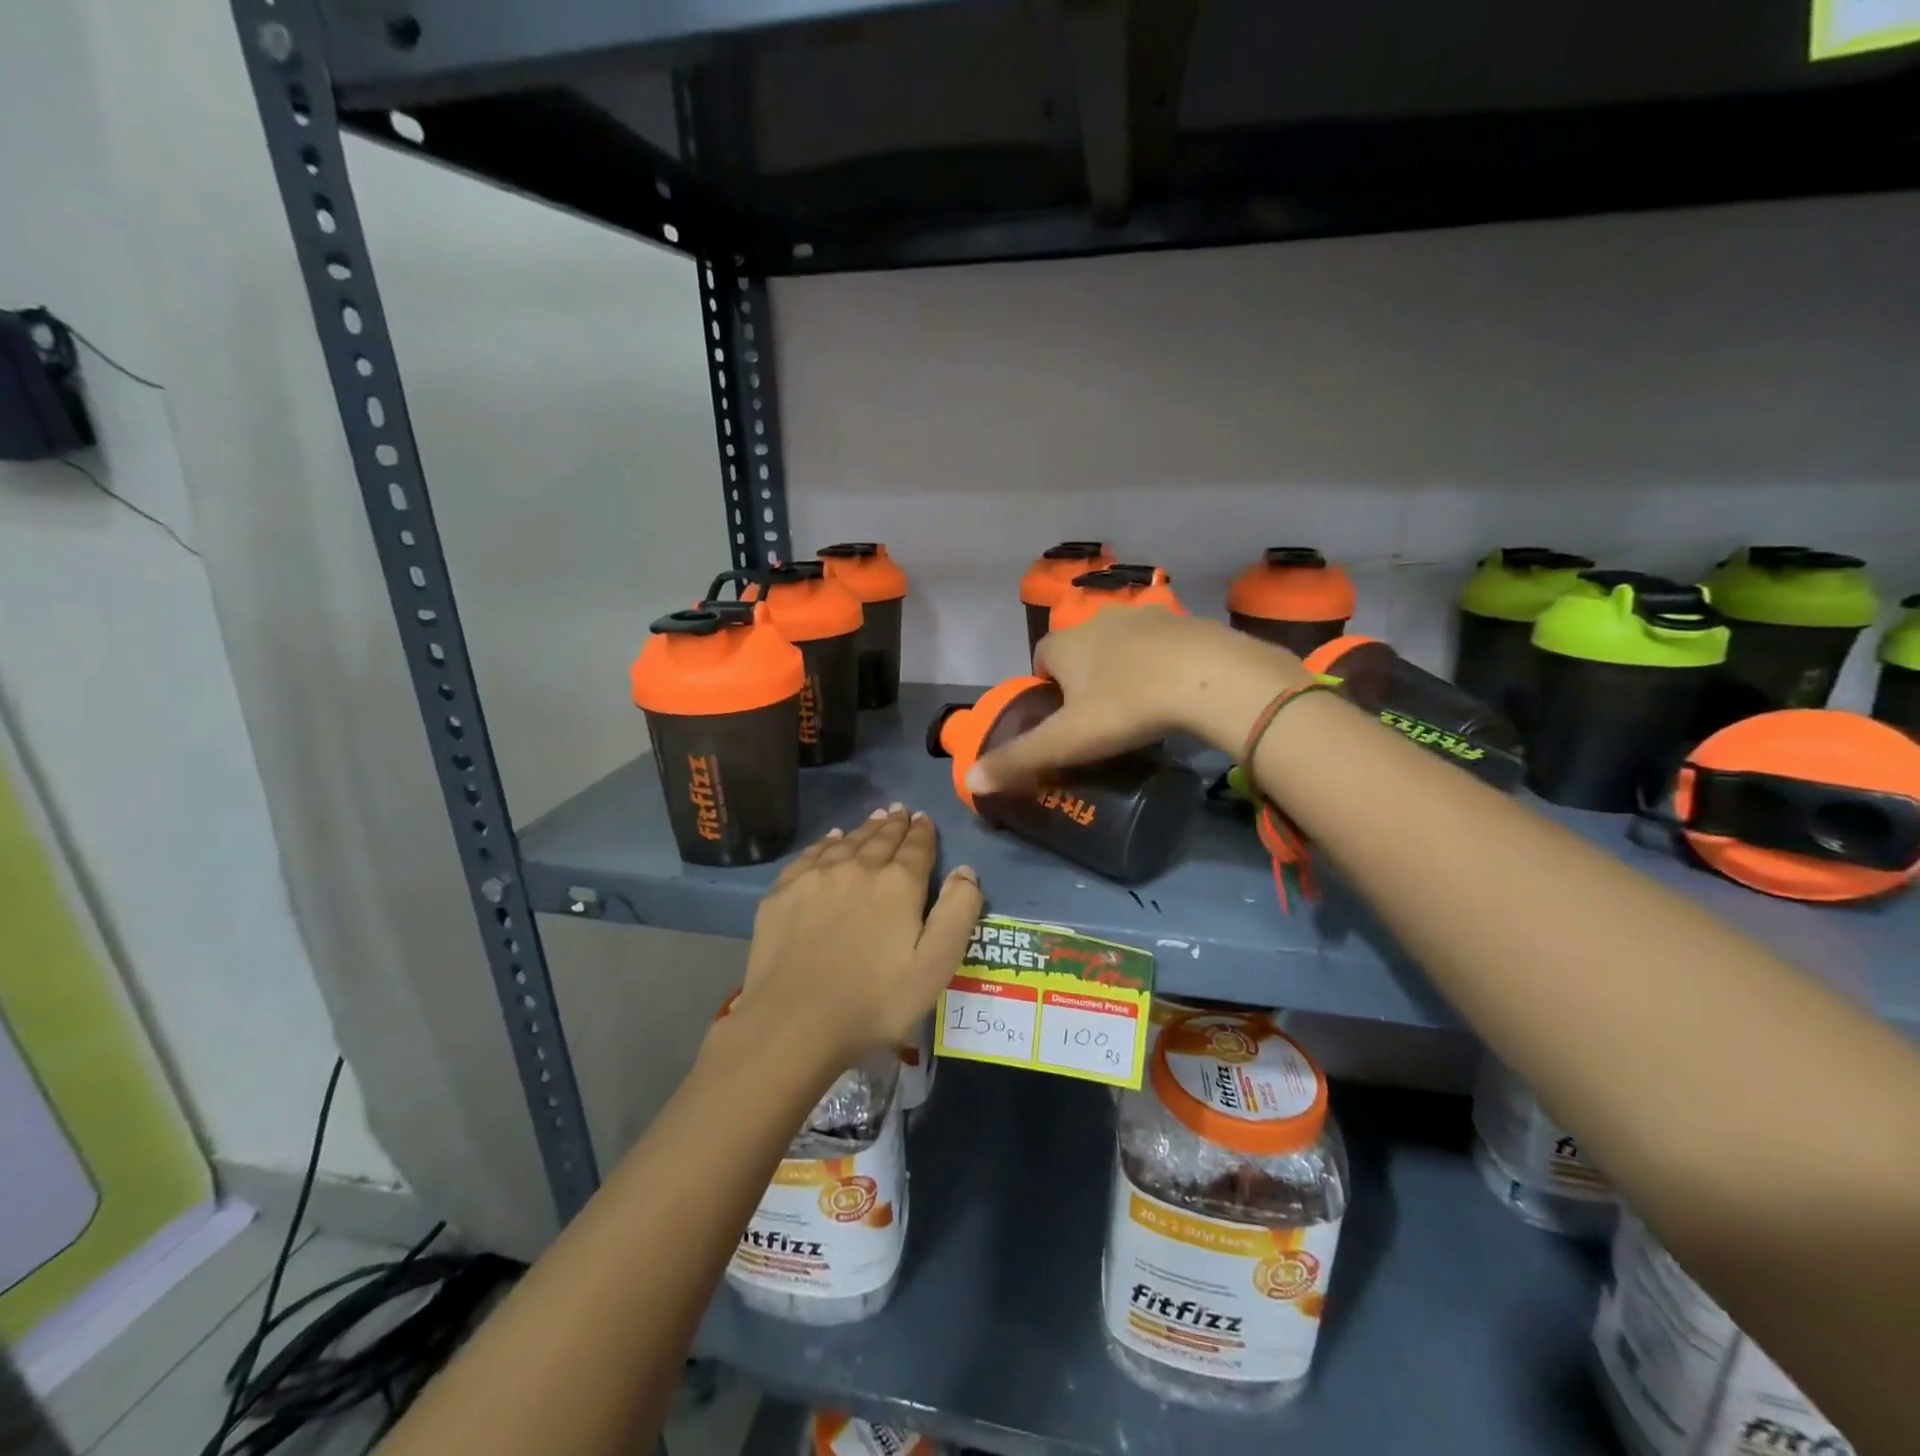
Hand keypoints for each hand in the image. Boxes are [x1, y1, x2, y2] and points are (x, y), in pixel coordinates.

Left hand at [731, 807, 982, 1065]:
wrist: (793, 1021)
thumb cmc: (874, 1001)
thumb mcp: (934, 966)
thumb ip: (957, 913)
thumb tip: (965, 871)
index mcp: (898, 884)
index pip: (917, 847)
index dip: (923, 832)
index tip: (924, 819)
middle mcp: (858, 867)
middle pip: (881, 838)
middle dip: (895, 825)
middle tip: (901, 811)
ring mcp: (816, 876)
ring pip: (847, 841)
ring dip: (865, 828)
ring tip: (875, 818)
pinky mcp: (784, 891)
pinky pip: (812, 854)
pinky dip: (827, 842)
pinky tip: (831, 839)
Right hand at [969, 608, 1311, 792]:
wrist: (1211, 678)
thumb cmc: (1127, 706)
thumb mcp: (1067, 741)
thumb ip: (1018, 759)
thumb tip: (970, 782)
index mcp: (1066, 644)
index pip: (1040, 658)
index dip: (1044, 686)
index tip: (1059, 718)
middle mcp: (1099, 621)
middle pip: (1080, 650)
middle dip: (1082, 677)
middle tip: (1098, 719)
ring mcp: (1145, 617)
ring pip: (1121, 644)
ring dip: (1122, 667)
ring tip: (1137, 706)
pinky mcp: (1186, 623)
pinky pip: (1161, 644)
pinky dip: (1160, 663)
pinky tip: (1175, 692)